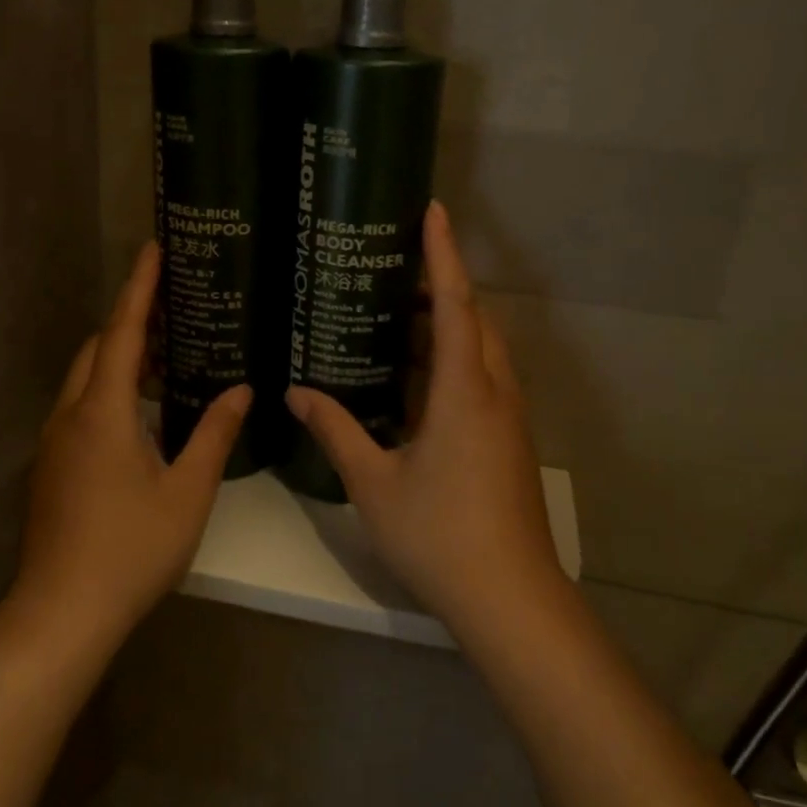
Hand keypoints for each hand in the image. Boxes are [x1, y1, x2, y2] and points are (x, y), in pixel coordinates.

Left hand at [13, 242, 250, 643]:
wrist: (61, 612)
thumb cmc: (130, 549)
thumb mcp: (187, 492)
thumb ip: (215, 435)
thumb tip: (242, 390)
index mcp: (103, 413)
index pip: (124, 332)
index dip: (140, 288)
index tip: (153, 247)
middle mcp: (70, 417)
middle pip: (98, 349)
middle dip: (131, 323)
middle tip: (174, 312)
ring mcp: (54, 443)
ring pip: (85, 380)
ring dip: (120, 360)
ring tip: (167, 360)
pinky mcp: (50, 468)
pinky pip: (80, 408)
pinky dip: (109, 392)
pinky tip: (141, 416)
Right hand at [287, 202, 562, 634]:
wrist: (510, 597)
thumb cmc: (439, 534)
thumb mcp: (374, 481)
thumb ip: (336, 431)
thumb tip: (295, 393)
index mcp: (465, 391)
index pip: (456, 303)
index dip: (443, 253)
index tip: (432, 210)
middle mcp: (495, 393)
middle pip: (474, 321)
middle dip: (441, 288)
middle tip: (393, 272)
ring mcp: (509, 419)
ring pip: (482, 352)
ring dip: (449, 328)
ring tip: (398, 319)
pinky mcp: (510, 442)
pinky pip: (483, 381)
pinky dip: (454, 363)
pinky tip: (416, 382)